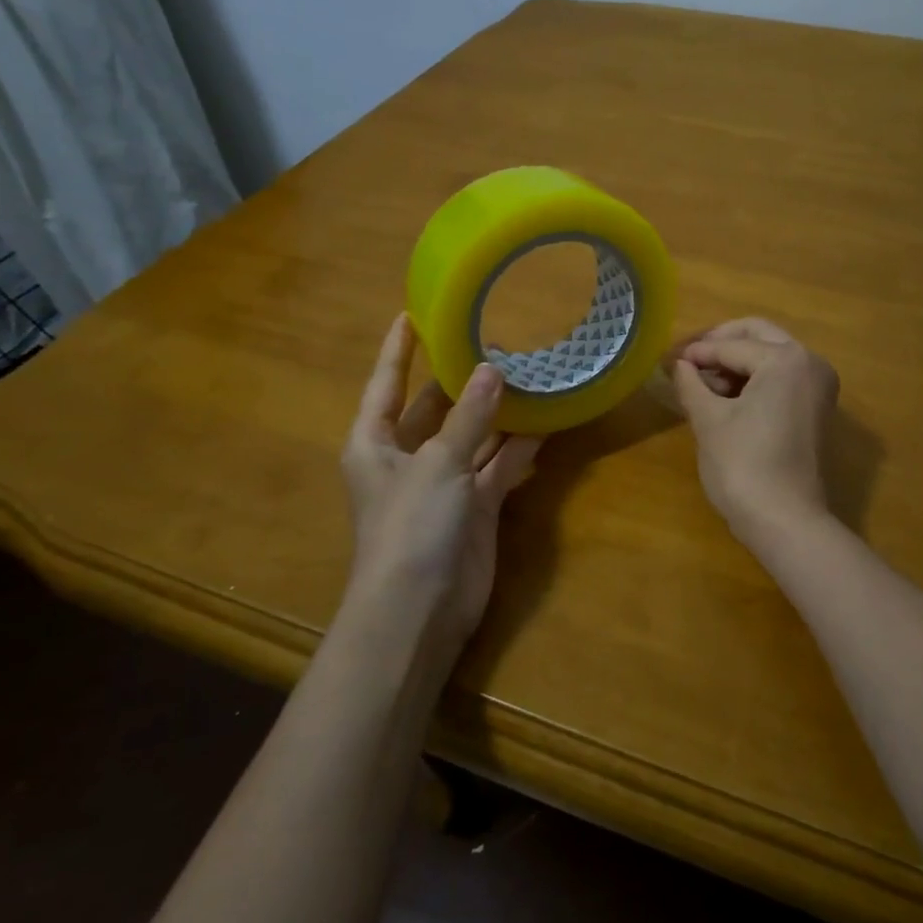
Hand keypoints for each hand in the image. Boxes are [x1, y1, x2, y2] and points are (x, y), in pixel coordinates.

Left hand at [341, 316, 540, 653]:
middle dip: (462, 378)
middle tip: (497, 339)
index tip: (413, 312)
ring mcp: (444, 482)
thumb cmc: (410, 526)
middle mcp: (407, 457)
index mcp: (375, 442)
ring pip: (474, 435)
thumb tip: (492, 369)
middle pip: (436, 407)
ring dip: (499, 411)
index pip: (386, 383)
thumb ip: (468, 417)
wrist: (420, 610)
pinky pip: (499, 465)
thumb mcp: (438, 463)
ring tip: (531, 371)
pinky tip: (547, 421)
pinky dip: (519, 447)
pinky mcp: (476, 505)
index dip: (399, 349)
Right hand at [672, 318, 838, 541]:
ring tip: (702, 382)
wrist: (786, 521)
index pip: (732, 345)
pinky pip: (783, 377)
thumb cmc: (743, 466)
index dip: (696, 352)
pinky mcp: (817, 408)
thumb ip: (692, 384)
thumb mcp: (709, 420)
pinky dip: (755, 378)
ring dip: (738, 360)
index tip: (668, 358)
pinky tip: (725, 395)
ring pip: (772, 355)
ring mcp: (819, 386)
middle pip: (759, 336)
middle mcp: (810, 363)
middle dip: (721, 343)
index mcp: (786, 359)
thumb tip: (680, 365)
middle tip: (688, 359)